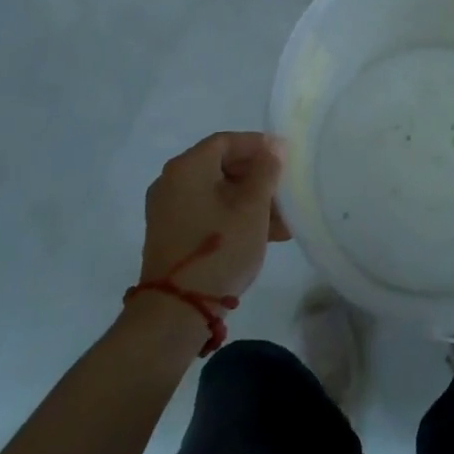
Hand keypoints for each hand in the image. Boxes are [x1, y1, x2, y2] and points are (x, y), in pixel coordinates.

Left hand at [137, 132, 289, 303]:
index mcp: (188, 167)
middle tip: (285, 191)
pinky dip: (232, 216)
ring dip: (250, 201)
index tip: (286, 157)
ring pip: (217, 192)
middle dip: (257, 178)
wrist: (175, 312)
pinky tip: (262, 235)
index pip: (227, 141)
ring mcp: (167, 210)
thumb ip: (266, 171)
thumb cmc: (219, 249)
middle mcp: (171, 182)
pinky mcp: (170, 234)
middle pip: (221, 166)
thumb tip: (273, 146)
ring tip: (282, 222)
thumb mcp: (253, 208)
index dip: (258, 145)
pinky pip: (207, 212)